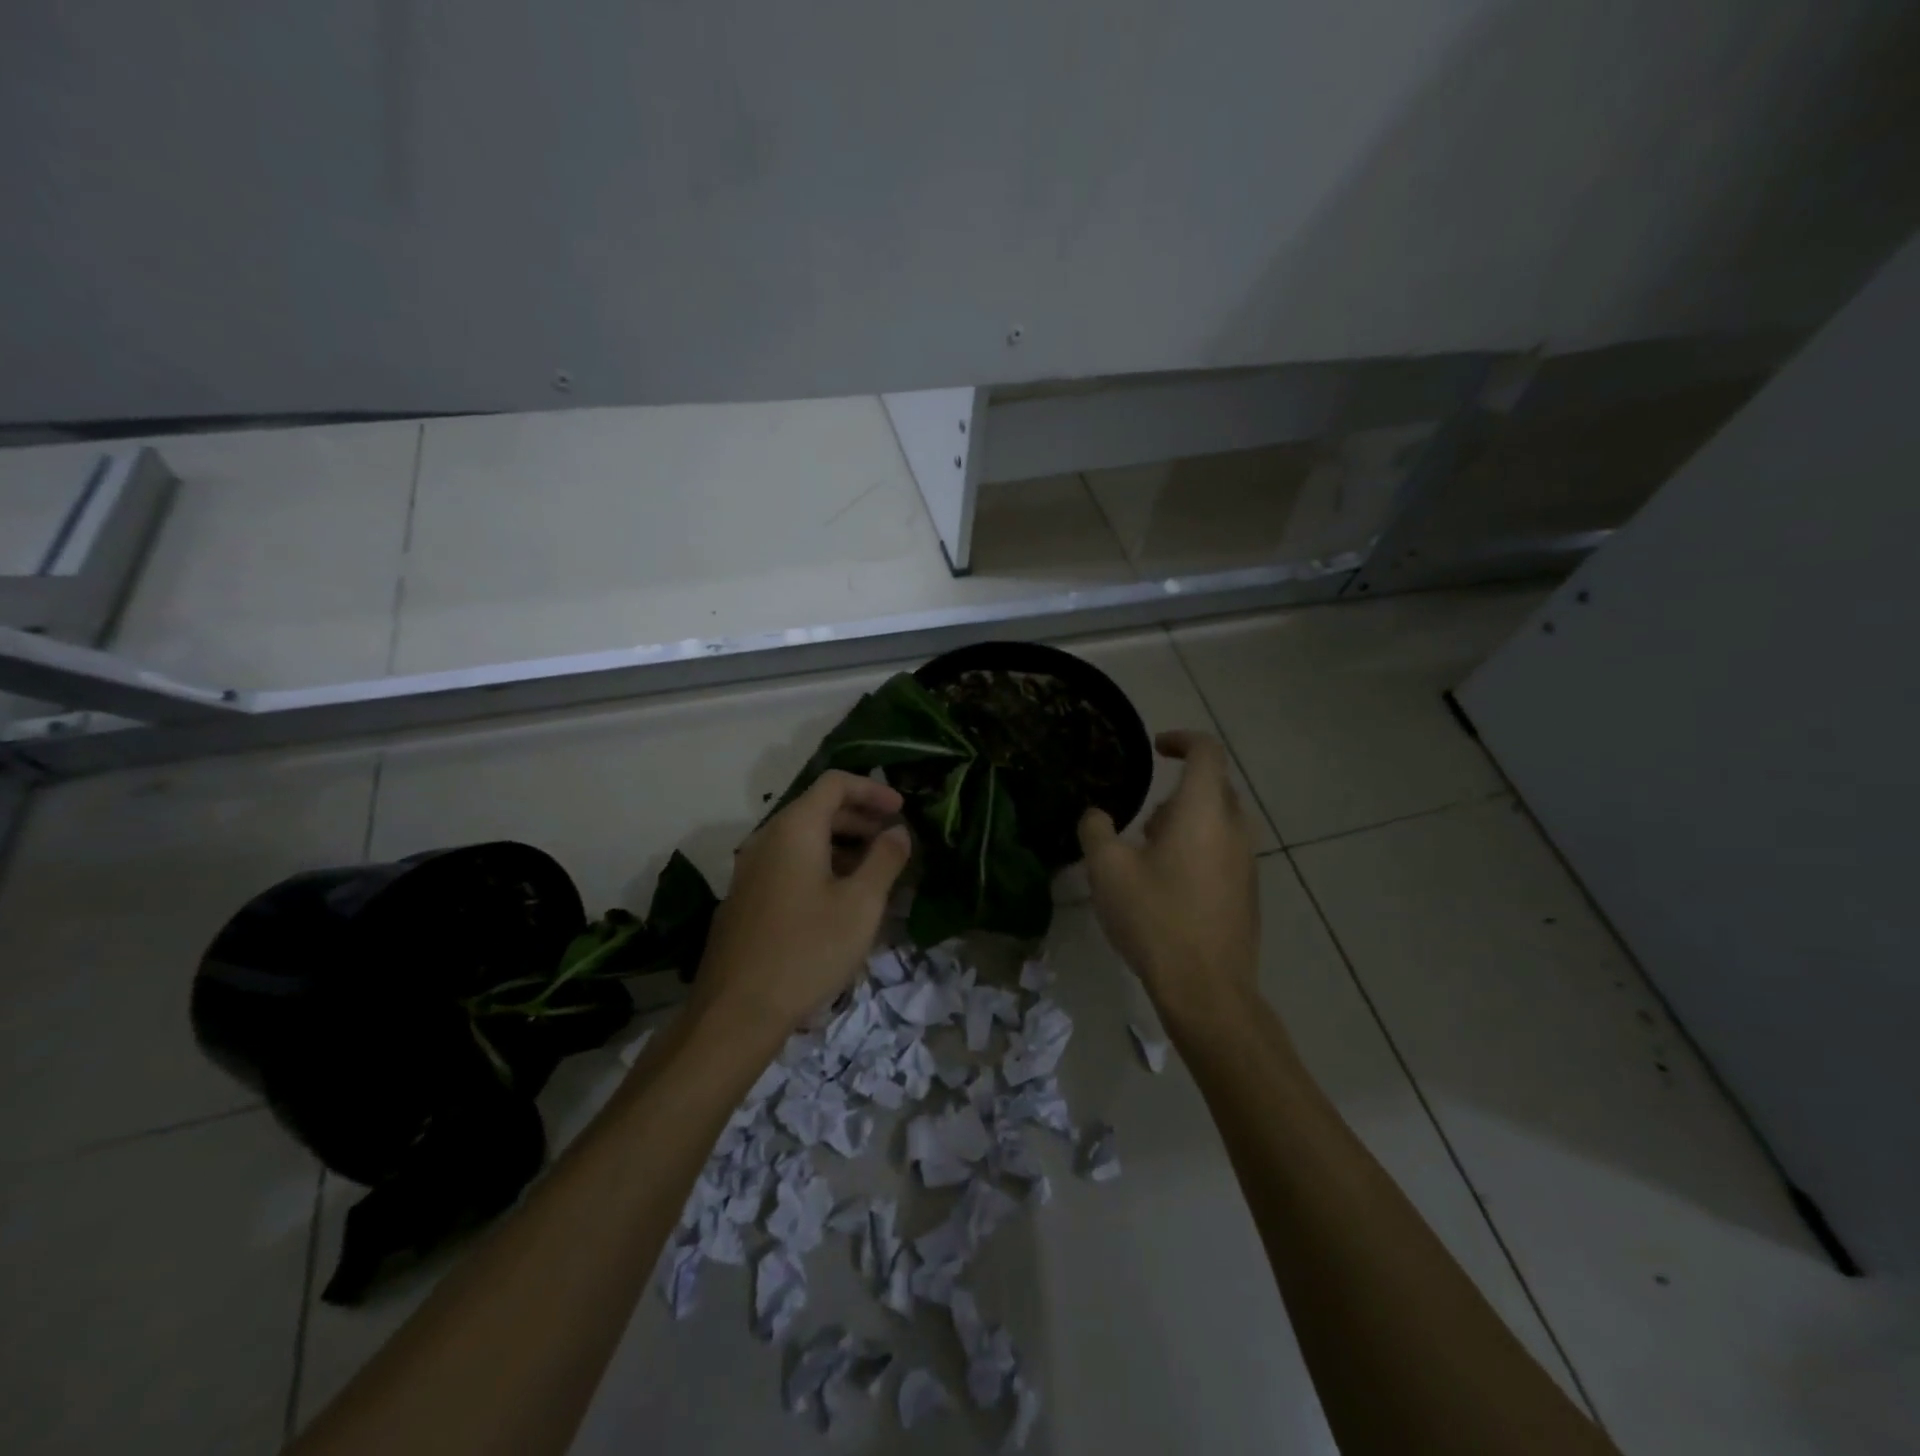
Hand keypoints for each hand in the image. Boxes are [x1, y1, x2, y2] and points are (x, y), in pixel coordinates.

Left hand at [692, 771, 911, 1035]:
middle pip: (818, 809)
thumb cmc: (808, 949)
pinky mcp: (746, 898)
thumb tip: (898, 832)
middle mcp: (767, 839)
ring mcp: (751, 869)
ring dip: (843, 844)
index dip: (873, 789)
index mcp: (795, 829)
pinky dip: (821, 865)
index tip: (902, 810)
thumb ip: (885, 859)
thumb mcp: (861, 905)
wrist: (736, 1011)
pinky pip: (789, 864)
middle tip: (894, 840)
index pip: (835, 783)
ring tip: (874, 872)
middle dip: (861, 818)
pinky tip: (840, 899)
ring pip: (803, 839)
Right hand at [1078, 730, 1259, 1023]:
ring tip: (1151, 854)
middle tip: (1144, 817)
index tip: (1156, 748)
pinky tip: (1170, 886)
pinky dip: (1200, 849)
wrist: (1206, 988)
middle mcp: (1234, 829)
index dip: (1181, 740)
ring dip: (1188, 822)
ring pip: (1221, 821)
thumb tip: (1097, 815)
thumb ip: (1096, 831)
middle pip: (1215, 786)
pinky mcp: (1248, 893)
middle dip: (1179, 790)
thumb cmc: (1155, 918)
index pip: (1207, 752)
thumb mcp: (1107, 870)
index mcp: (1203, 812)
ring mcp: (1247, 863)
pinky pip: (1225, 851)